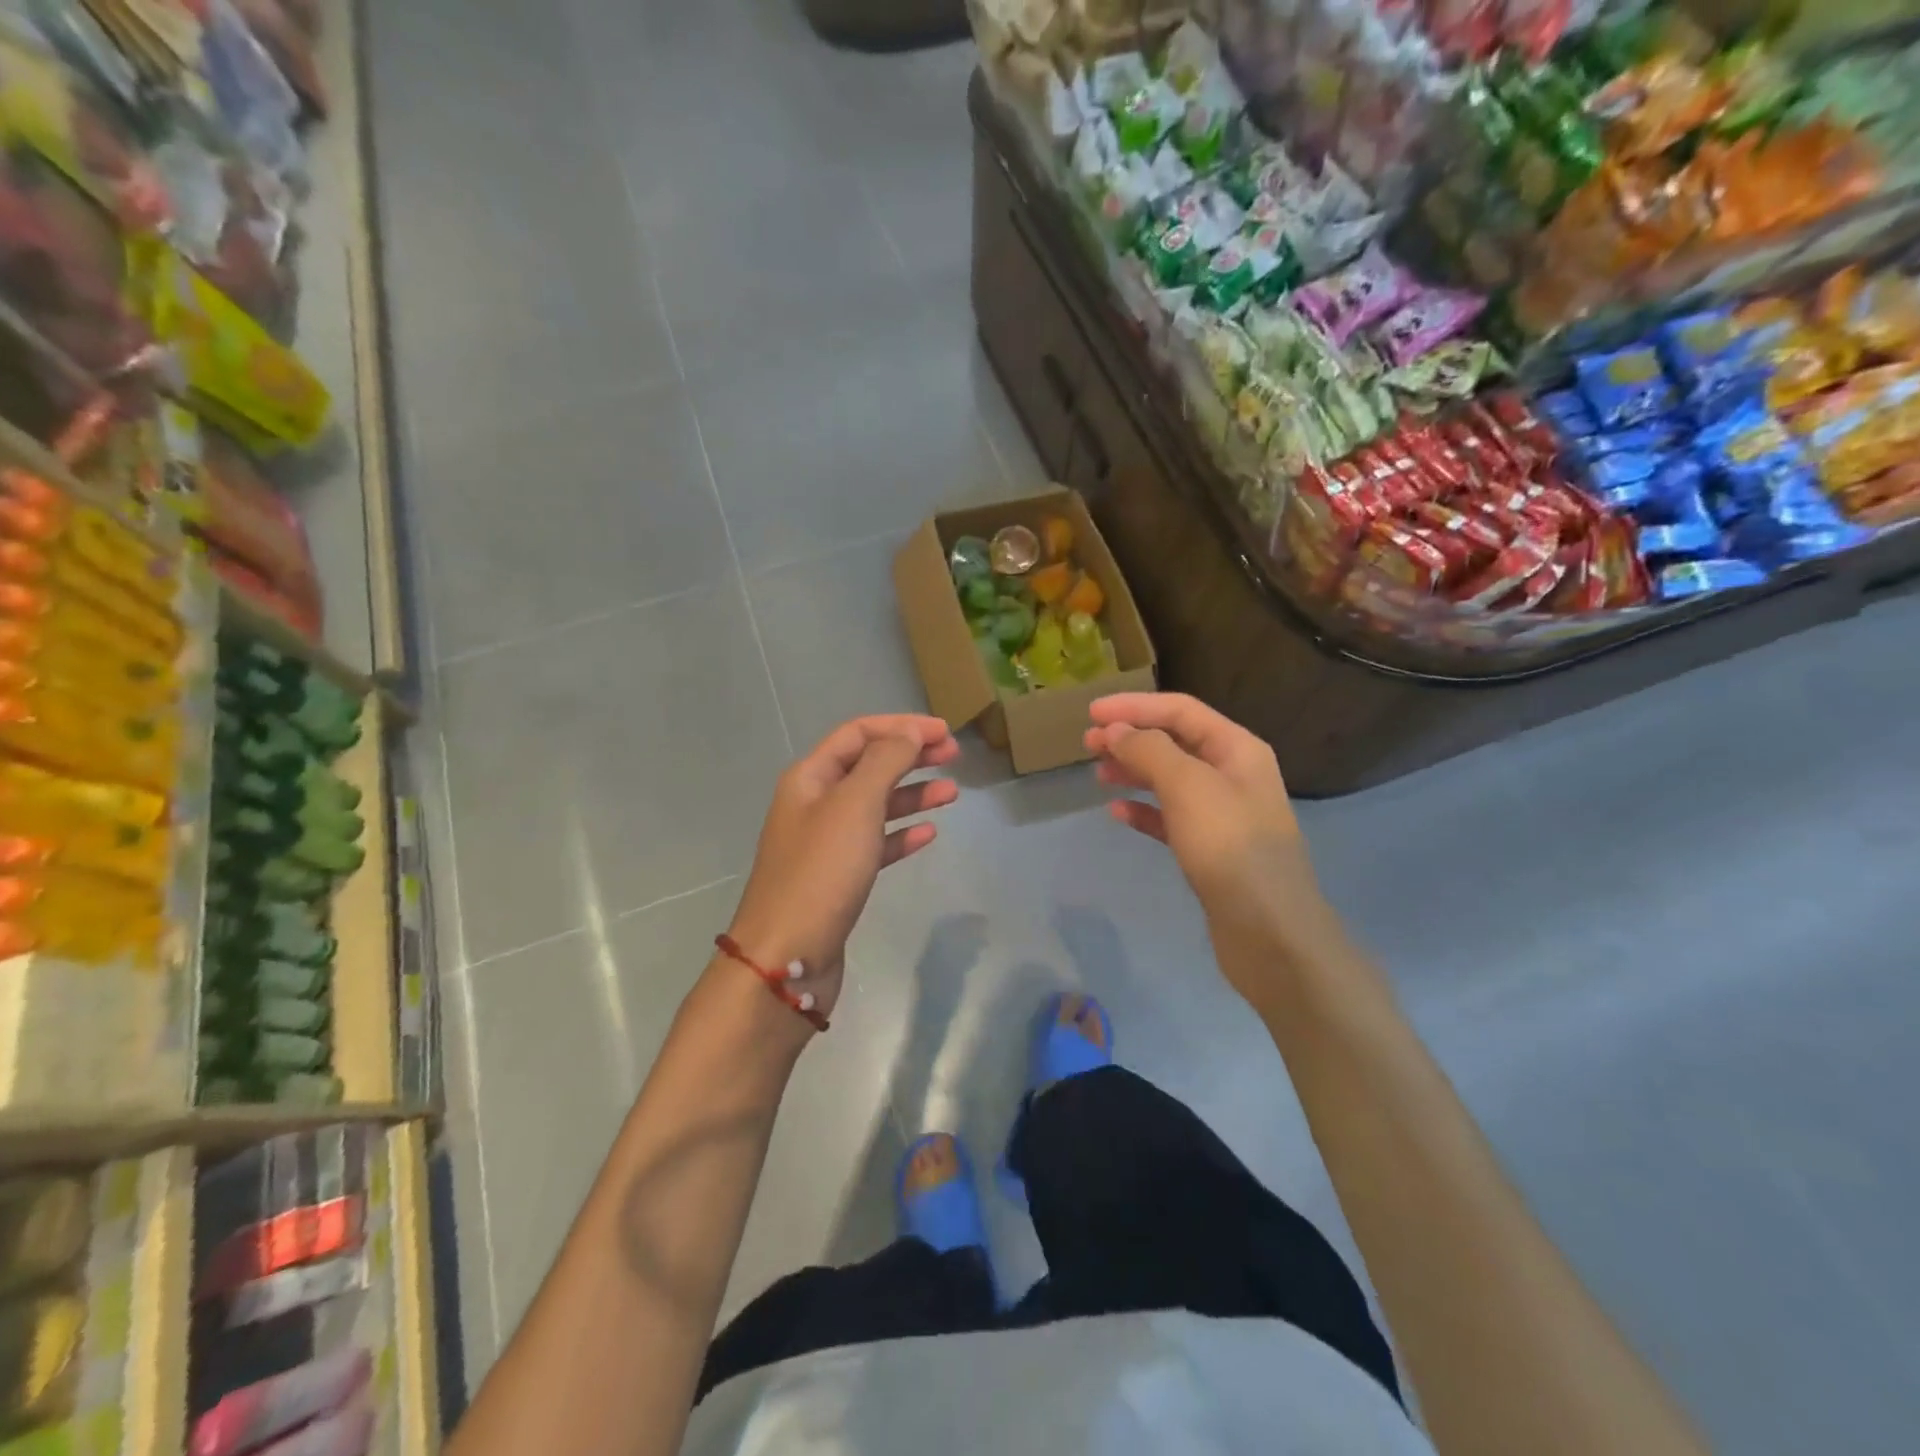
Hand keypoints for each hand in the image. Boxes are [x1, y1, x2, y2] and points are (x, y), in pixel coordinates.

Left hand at [725, 714, 959, 1023]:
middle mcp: (814, 803)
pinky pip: (876, 844)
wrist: (787, 956)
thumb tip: (911, 733)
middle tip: (954, 756)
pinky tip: (928, 833)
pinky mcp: (839, 878)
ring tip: (952, 793)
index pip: (858, 733)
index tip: (945, 732)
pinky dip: (901, 834)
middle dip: (911, 756)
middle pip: (868, 766)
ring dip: (912, 794)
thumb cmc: (821, 871)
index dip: (902, 726)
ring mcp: (826, 843)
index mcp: (810, 777)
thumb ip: (886, 762)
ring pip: (875, 806)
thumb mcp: (855, 804)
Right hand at [1086, 693, 1337, 986]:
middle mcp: (1233, 774)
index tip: (1091, 712)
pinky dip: (1143, 811)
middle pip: (1174, 742)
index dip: (1134, 706)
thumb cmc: (1229, 847)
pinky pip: (1170, 818)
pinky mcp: (1210, 850)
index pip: (1180, 711)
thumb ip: (1149, 751)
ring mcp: (1223, 814)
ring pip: (1169, 780)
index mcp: (1237, 749)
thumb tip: (1118, 731)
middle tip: (1087, 744)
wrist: (1269, 931)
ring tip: (1098, 775)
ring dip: (1133, 772)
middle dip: (1131, 738)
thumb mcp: (1187, 786)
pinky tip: (1117, 813)